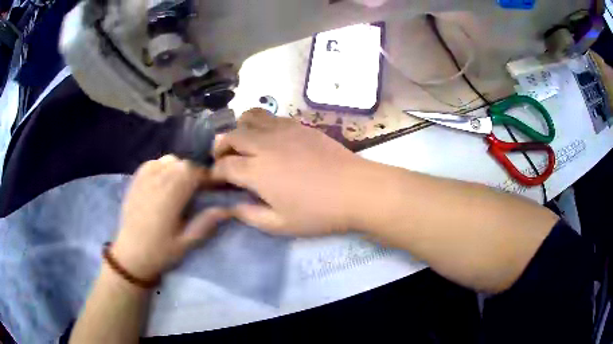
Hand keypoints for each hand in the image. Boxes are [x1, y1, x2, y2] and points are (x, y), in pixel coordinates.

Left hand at [113, 155, 229, 280]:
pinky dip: (164, 167)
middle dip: (195, 174)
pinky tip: (165, 181)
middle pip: (183, 164)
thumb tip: (228, 208)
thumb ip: (206, 222)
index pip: (194, 173)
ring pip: (169, 160)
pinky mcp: (136, 180)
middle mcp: (157, 181)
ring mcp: (144, 178)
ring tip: (182, 185)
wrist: (130, 255)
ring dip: (180, 169)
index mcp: (170, 196)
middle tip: (200, 190)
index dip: (208, 178)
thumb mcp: (186, 242)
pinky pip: (153, 163)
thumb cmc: (160, 251)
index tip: (215, 188)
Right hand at [212, 108, 369, 235]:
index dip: (214, 174)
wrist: (356, 189)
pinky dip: (260, 124)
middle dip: (220, 147)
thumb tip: (231, 206)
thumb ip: (249, 215)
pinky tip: (268, 138)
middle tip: (223, 161)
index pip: (224, 166)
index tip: (213, 181)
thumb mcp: (280, 225)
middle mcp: (264, 144)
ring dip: (239, 129)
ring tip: (243, 143)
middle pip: (230, 136)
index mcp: (257, 171)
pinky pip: (271, 116)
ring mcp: (283, 130)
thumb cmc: (319, 212)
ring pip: (249, 117)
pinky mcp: (299, 125)